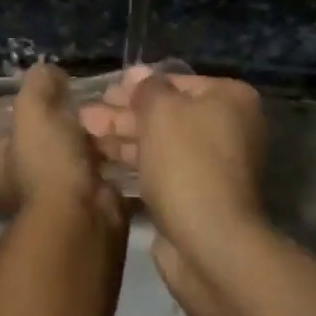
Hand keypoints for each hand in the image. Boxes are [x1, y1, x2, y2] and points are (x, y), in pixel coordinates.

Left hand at [0, 64, 126, 232]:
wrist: (84, 213)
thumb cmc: (44, 162)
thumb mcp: (35, 108)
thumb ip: (38, 83)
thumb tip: (48, 73)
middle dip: (7, 158)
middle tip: (30, 131)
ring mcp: (34, 208)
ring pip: (33, 181)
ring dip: (50, 161)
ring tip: (75, 130)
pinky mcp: (67, 212)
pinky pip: (68, 186)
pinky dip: (81, 171)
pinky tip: (100, 147)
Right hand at [80, 67, 267, 244]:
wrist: (208, 240)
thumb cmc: (186, 161)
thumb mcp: (161, 111)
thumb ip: (147, 88)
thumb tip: (139, 74)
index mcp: (231, 100)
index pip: (178, 82)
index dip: (138, 86)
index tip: (104, 91)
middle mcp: (229, 128)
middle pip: (168, 113)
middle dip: (124, 114)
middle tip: (86, 115)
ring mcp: (214, 165)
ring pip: (160, 143)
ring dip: (123, 138)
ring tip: (84, 135)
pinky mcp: (196, 195)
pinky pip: (161, 170)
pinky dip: (134, 164)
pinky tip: (101, 161)